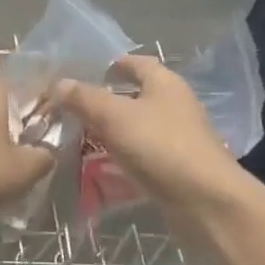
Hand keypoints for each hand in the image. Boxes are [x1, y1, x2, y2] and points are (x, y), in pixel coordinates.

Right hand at [55, 54, 248, 208]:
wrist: (205, 202)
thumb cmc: (160, 146)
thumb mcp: (114, 117)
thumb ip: (85, 99)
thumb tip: (59, 83)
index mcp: (165, 83)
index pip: (136, 63)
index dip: (112, 65)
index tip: (85, 73)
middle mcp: (175, 106)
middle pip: (136, 97)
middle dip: (106, 102)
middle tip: (72, 110)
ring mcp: (178, 139)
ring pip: (138, 129)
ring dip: (112, 133)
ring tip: (79, 139)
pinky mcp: (176, 169)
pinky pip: (143, 157)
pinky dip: (123, 160)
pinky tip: (101, 169)